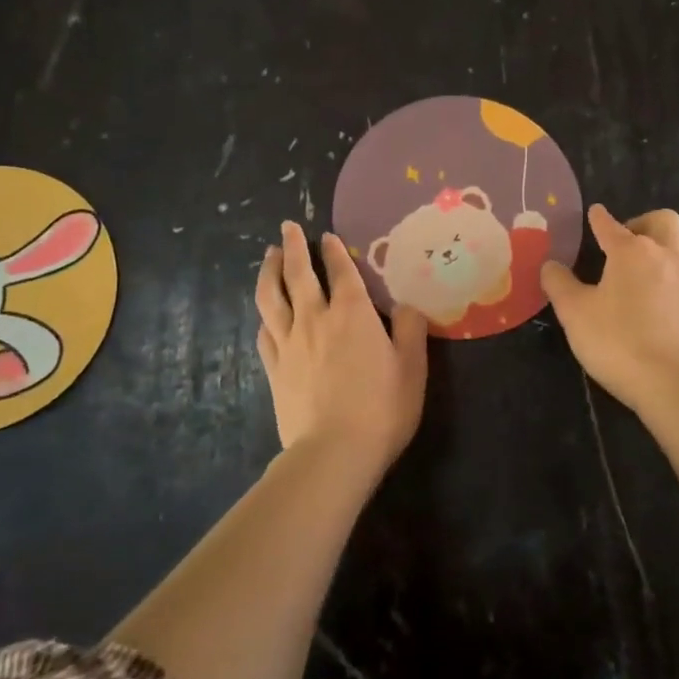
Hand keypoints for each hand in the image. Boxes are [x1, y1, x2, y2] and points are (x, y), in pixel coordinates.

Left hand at [255, 221, 428, 468]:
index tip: (327, 236)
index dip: (335, 251)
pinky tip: (265, 315)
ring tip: (267, 256)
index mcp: (352, 313)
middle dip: (292, 247)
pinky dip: (265, 317)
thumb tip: (406, 305)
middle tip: (286, 227)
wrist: (334, 451)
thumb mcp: (413, 367)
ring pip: (271, 297)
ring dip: (269, 272)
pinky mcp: (274, 369)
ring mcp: (289, 343)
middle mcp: (316, 318)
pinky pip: (265, 333)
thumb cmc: (382, 407)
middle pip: (298, 274)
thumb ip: (411, 330)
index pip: (341, 271)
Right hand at [540, 205, 678, 411]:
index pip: (610, 225)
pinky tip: (657, 292)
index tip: (595, 213)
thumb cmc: (616, 340)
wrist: (671, 381)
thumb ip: (559, 284)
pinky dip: (673, 269)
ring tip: (645, 262)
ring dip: (665, 242)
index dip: (599, 218)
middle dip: (641, 222)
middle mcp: (663, 255)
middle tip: (623, 243)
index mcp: (630, 251)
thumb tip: (550, 265)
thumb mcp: (574, 312)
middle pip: (662, 220)